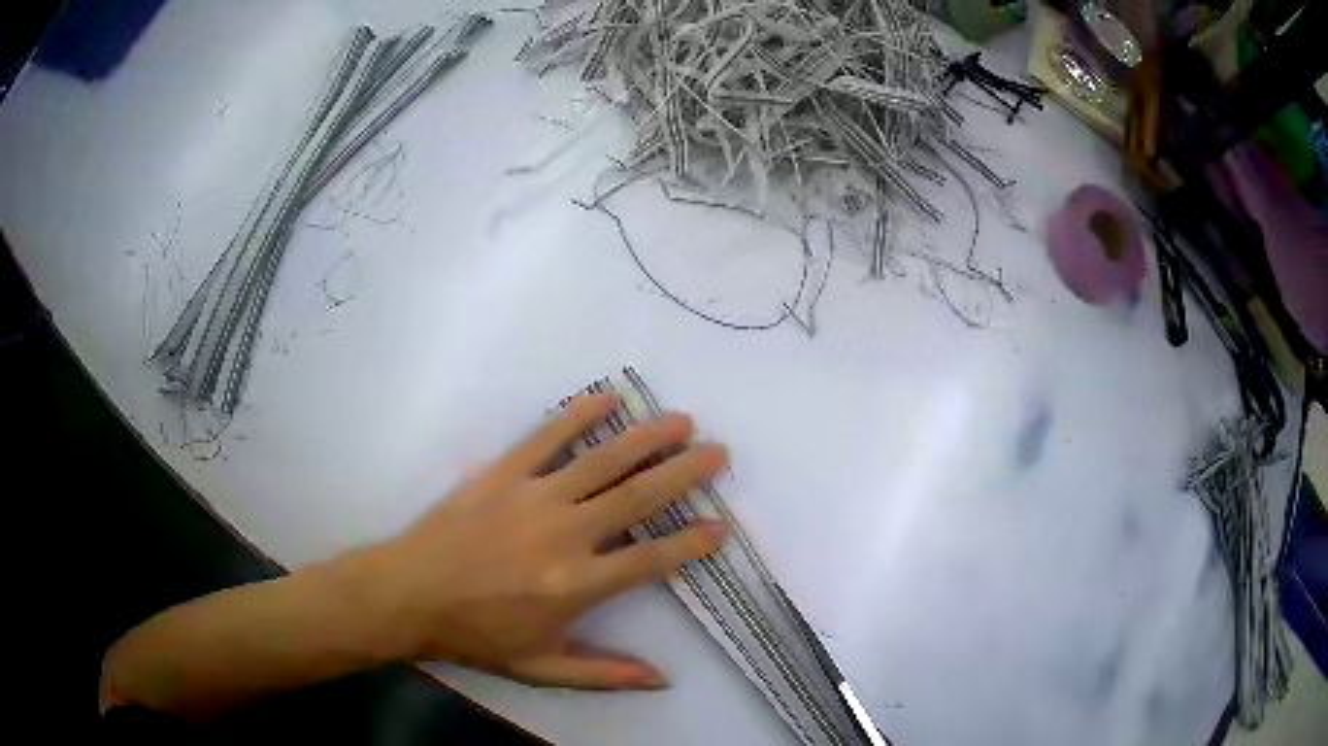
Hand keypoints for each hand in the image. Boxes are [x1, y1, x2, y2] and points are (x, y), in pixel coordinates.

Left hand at [362, 393, 728, 688]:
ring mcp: (533, 497)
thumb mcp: (542, 668)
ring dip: (646, 438)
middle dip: (684, 473)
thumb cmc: (477, 635)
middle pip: (637, 497)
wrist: (409, 595)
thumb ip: (605, 674)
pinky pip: (546, 437)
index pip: (651, 559)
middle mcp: (565, 535)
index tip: (721, 527)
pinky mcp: (502, 474)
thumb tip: (663, 679)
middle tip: (718, 452)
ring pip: (602, 460)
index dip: (691, 543)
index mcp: (576, 586)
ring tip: (682, 421)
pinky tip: (607, 398)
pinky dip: (579, 415)